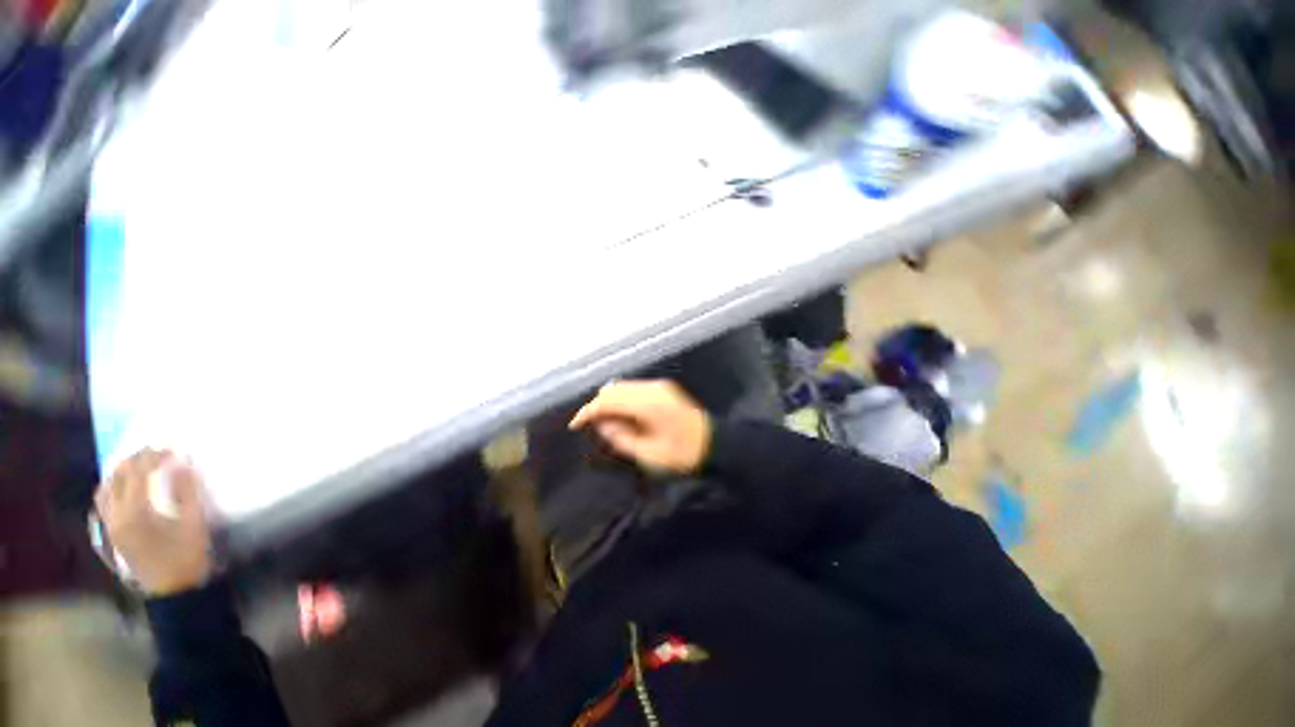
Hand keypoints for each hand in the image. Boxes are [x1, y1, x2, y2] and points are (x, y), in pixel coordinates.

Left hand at [95, 449, 212, 596]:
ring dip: (121, 471)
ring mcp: (109, 525)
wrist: (173, 591)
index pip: (138, 473)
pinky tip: (127, 486)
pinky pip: (104, 501)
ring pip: (105, 488)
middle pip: (117, 477)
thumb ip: (187, 491)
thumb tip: (183, 463)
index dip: (154, 456)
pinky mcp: (111, 531)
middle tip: (157, 450)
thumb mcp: (194, 523)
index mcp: (135, 513)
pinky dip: (114, 486)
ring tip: (141, 464)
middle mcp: (115, 516)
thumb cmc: (187, 555)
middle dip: (136, 459)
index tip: (172, 446)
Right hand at [569, 380, 711, 473]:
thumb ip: (620, 437)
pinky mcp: (663, 388)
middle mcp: (651, 388)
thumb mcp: (647, 454)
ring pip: (622, 387)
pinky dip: (622, 399)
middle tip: (590, 426)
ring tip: (605, 423)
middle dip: (598, 405)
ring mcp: (659, 386)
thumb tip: (601, 424)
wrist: (713, 444)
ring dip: (610, 402)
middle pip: (613, 389)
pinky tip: (622, 415)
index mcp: (647, 404)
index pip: (608, 400)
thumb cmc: (681, 454)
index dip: (588, 411)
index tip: (575, 425)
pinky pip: (634, 388)